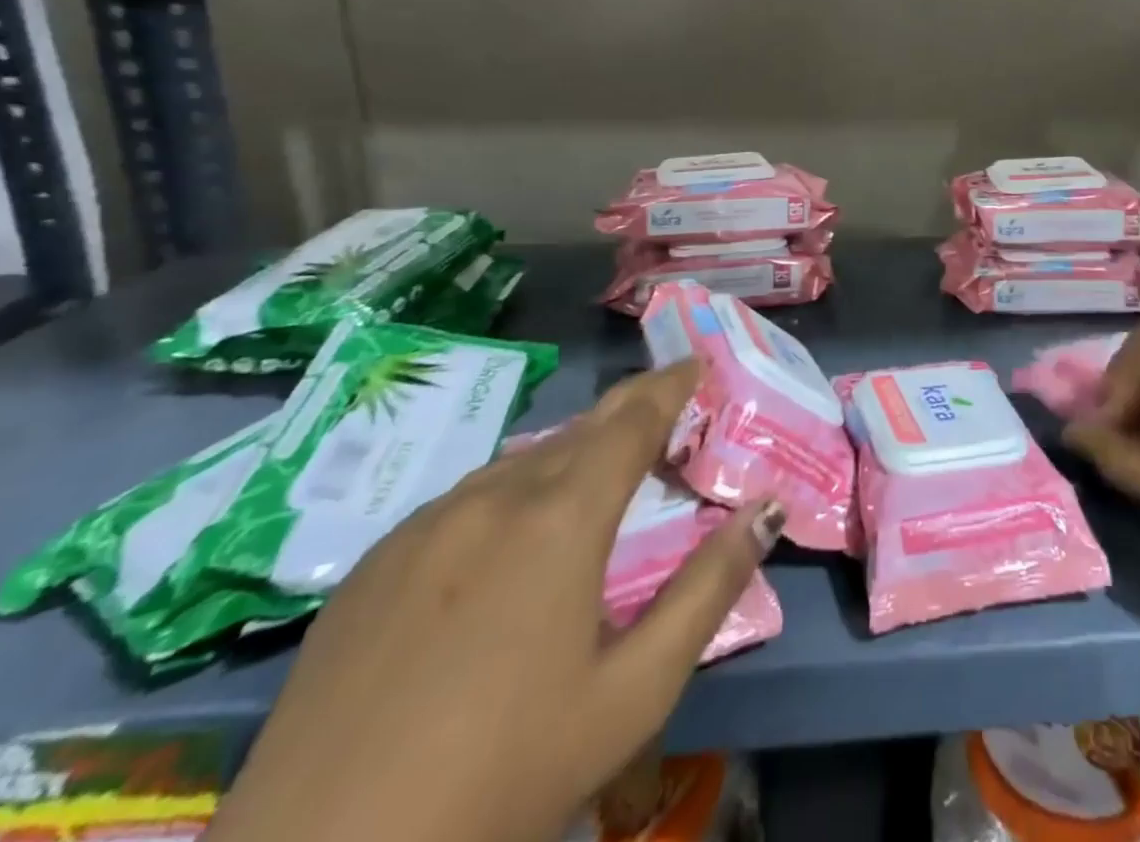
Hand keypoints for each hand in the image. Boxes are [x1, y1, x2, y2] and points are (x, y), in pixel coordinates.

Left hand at [209, 362, 784, 841]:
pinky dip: (513, 491)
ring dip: (572, 453)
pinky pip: (466, 498)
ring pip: (522, 460)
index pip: (632, 420)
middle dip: (630, 410)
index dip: (670, 385)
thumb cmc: (504, 777)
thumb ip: (709, 587)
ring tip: (600, 473)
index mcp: (561, 517)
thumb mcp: (633, 692)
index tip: (696, 363)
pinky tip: (513, 536)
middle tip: (665, 407)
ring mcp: (424, 524)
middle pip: (580, 429)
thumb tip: (765, 509)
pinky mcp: (373, 562)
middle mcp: (493, 497)